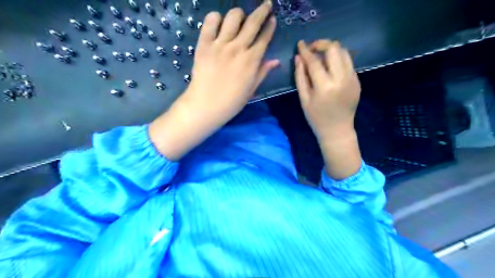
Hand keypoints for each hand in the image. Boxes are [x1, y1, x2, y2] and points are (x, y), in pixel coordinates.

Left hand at [185, 0, 279, 120]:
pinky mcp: (204, 44)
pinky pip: (210, 21)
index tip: (273, 19)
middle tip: (266, 4)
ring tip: (240, 18)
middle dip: (262, 10)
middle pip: (253, 22)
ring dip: (239, 14)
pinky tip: (219, 22)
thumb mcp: (251, 89)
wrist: (206, 106)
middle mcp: (238, 48)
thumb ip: (263, 72)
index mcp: (252, 61)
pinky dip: (216, 18)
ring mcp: (220, 45)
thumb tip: (276, 61)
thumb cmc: (231, 102)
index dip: (270, 26)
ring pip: (233, 17)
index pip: (264, 38)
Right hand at [293, 40, 362, 179]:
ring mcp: (352, 79)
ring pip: (344, 52)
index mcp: (325, 86)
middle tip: (312, 50)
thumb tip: (298, 58)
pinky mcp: (357, 80)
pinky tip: (330, 67)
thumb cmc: (316, 118)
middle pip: (334, 48)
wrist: (337, 130)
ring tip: (321, 56)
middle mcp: (341, 79)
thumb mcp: (304, 99)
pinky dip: (338, 59)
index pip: (314, 61)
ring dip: (331, 50)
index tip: (300, 44)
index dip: (306, 50)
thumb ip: (300, 77)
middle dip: (321, 44)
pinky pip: (348, 62)